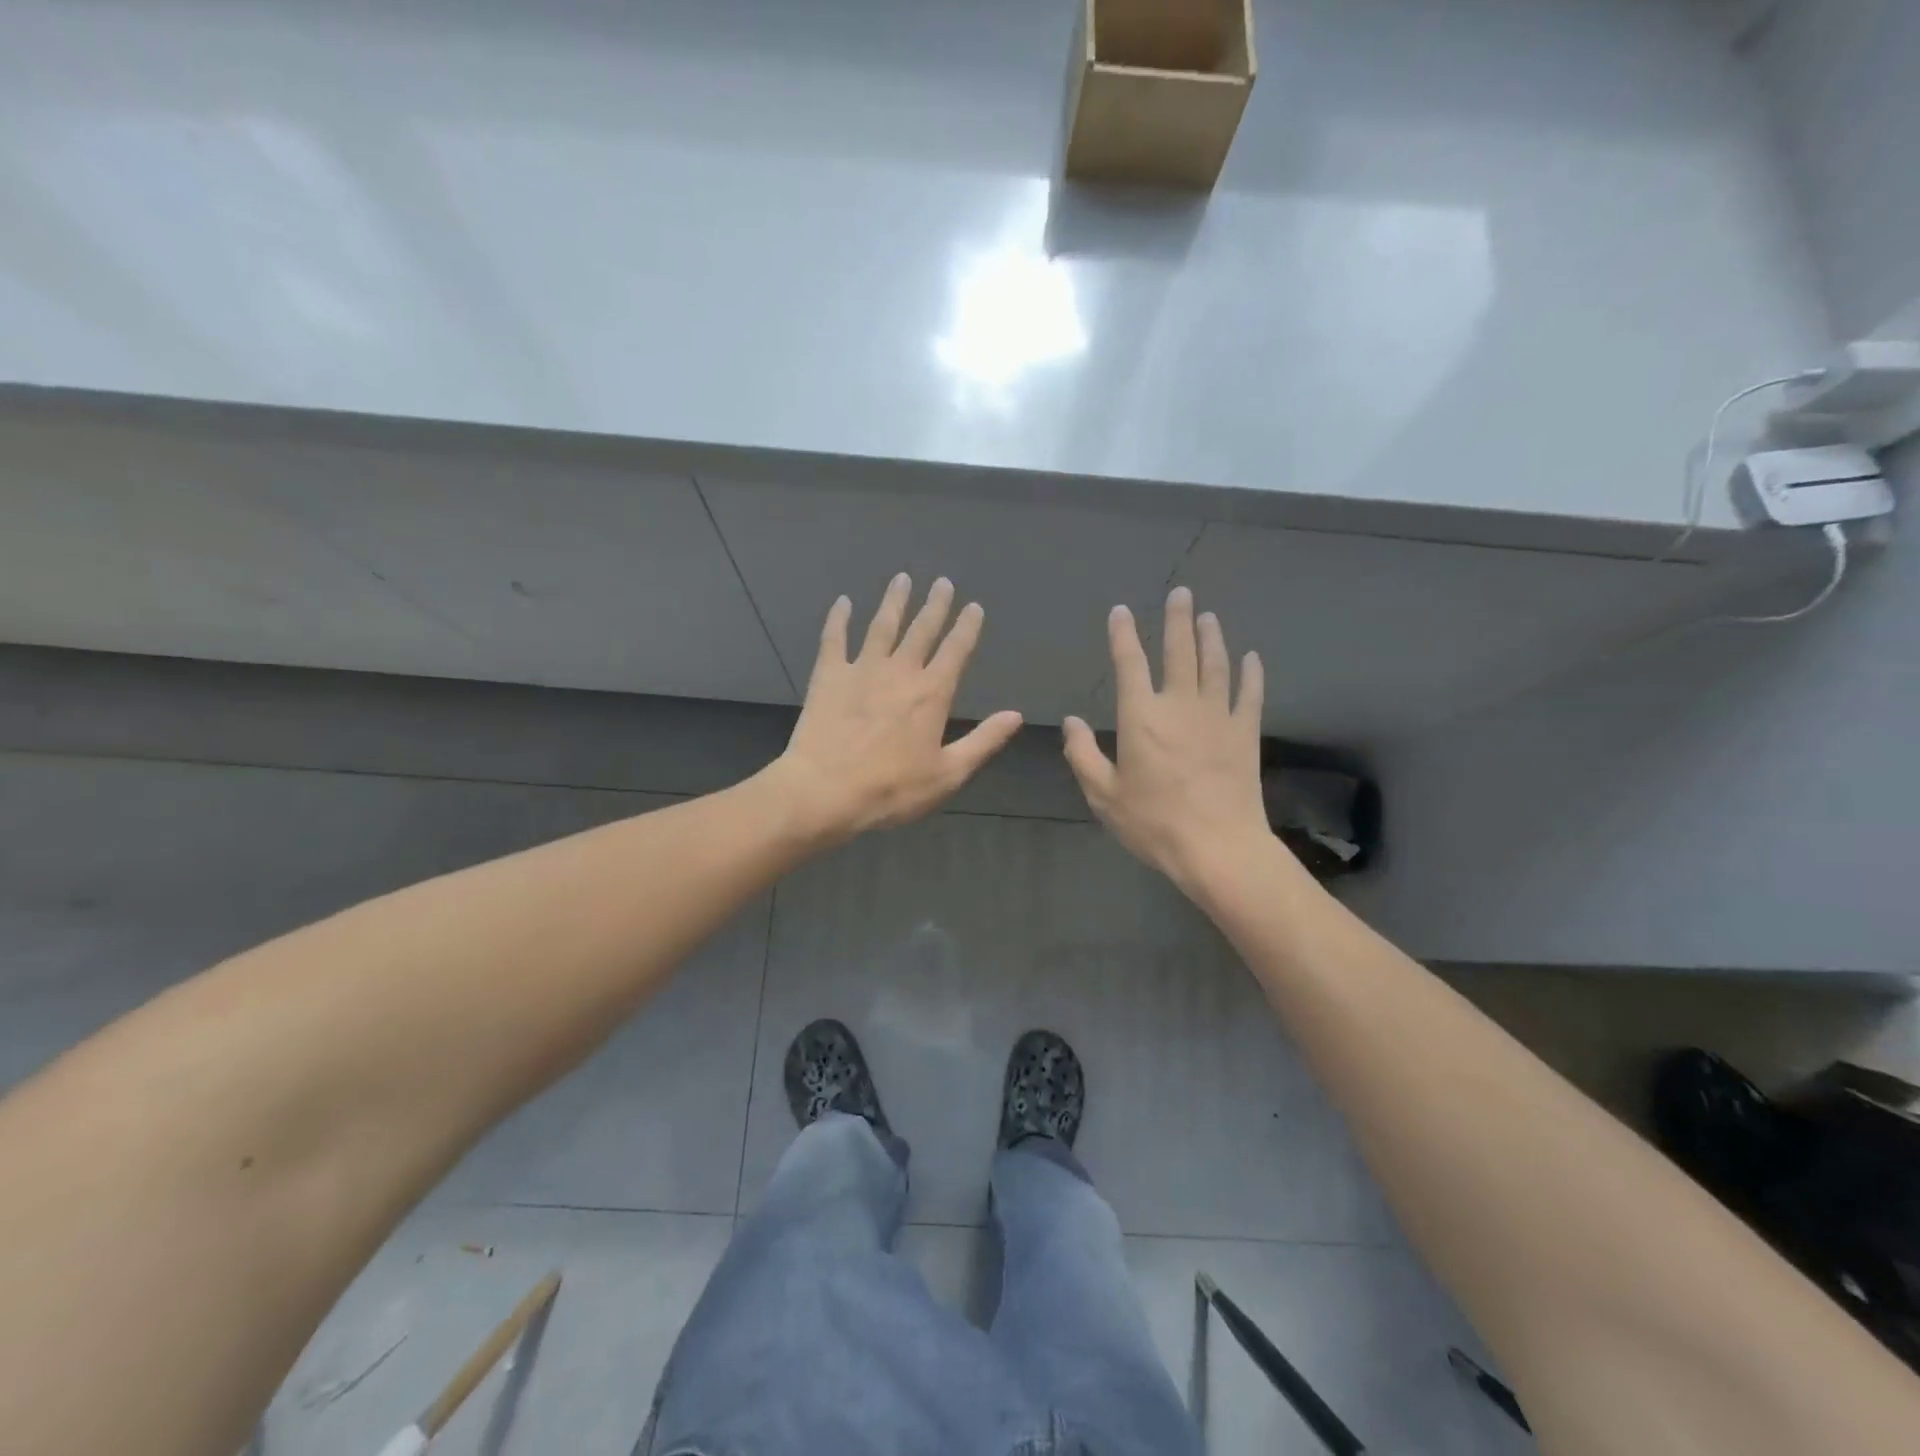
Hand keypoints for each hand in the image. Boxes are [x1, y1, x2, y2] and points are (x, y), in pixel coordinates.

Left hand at [773, 574, 1022, 841]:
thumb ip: (983, 741)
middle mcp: (900, 671)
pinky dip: (838, 619)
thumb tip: (1016, 715)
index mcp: (932, 693)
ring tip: (902, 579)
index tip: (973, 607)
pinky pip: (834, 639)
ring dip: (894, 601)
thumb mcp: (948, 774)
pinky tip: (843, 602)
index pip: (956, 651)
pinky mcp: (828, 676)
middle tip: (942, 582)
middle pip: (921, 630)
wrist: (825, 790)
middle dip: (935, 605)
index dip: (967, 627)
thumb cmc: (892, 789)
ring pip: (882, 626)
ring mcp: (861, 669)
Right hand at [1063, 587, 1271, 891]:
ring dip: (1212, 637)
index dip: (1123, 635)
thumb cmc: (1153, 822)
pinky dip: (1251, 673)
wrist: (1217, 846)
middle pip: (1180, 651)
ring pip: (1216, 664)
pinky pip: (1249, 694)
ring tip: (1209, 616)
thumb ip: (1083, 755)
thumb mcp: (1103, 794)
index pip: (1130, 663)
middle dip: (1178, 619)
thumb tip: (1073, 721)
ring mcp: (1217, 716)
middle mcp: (1180, 704)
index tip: (1121, 612)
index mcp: (1141, 716)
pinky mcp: (1245, 733)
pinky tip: (1251, 658)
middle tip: (1182, 593)